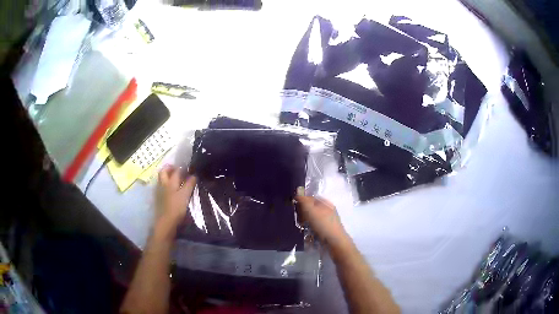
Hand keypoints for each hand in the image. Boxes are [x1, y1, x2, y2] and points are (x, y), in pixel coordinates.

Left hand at [155, 165, 196, 232]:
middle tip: (177, 169)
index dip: (182, 168)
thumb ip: (189, 184)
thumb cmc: (176, 208)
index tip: (188, 168)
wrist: (166, 222)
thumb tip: (194, 175)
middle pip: (164, 172)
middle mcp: (163, 184)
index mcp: (170, 182)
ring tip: (175, 178)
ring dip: (167, 176)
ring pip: (162, 179)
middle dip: (169, 168)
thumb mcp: (185, 195)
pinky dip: (166, 184)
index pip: (176, 171)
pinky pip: (162, 187)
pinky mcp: (159, 199)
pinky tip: (172, 189)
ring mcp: (159, 192)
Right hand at [295, 193, 346, 246]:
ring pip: (313, 217)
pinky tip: (306, 231)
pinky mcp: (326, 230)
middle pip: (312, 208)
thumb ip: (304, 201)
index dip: (302, 200)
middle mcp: (328, 210)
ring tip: (300, 225)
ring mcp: (327, 221)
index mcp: (326, 203)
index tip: (294, 206)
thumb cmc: (323, 224)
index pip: (311, 198)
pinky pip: (315, 226)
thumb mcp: (311, 211)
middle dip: (303, 212)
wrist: (334, 242)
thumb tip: (298, 191)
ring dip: (305, 220)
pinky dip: (310, 227)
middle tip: (297, 217)